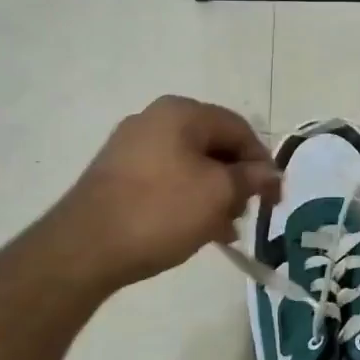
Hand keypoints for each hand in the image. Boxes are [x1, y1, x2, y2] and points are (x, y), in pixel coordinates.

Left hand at [50, 95, 279, 289]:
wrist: (85, 247)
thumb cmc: (160, 212)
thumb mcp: (218, 194)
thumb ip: (250, 179)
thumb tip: (269, 172)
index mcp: (180, 112)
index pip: (239, 129)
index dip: (263, 163)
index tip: (274, 199)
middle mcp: (154, 119)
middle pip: (213, 145)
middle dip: (236, 181)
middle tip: (246, 215)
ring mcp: (131, 146)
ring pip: (190, 165)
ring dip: (213, 194)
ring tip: (223, 230)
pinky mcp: (116, 174)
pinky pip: (165, 179)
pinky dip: (186, 199)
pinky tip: (195, 230)